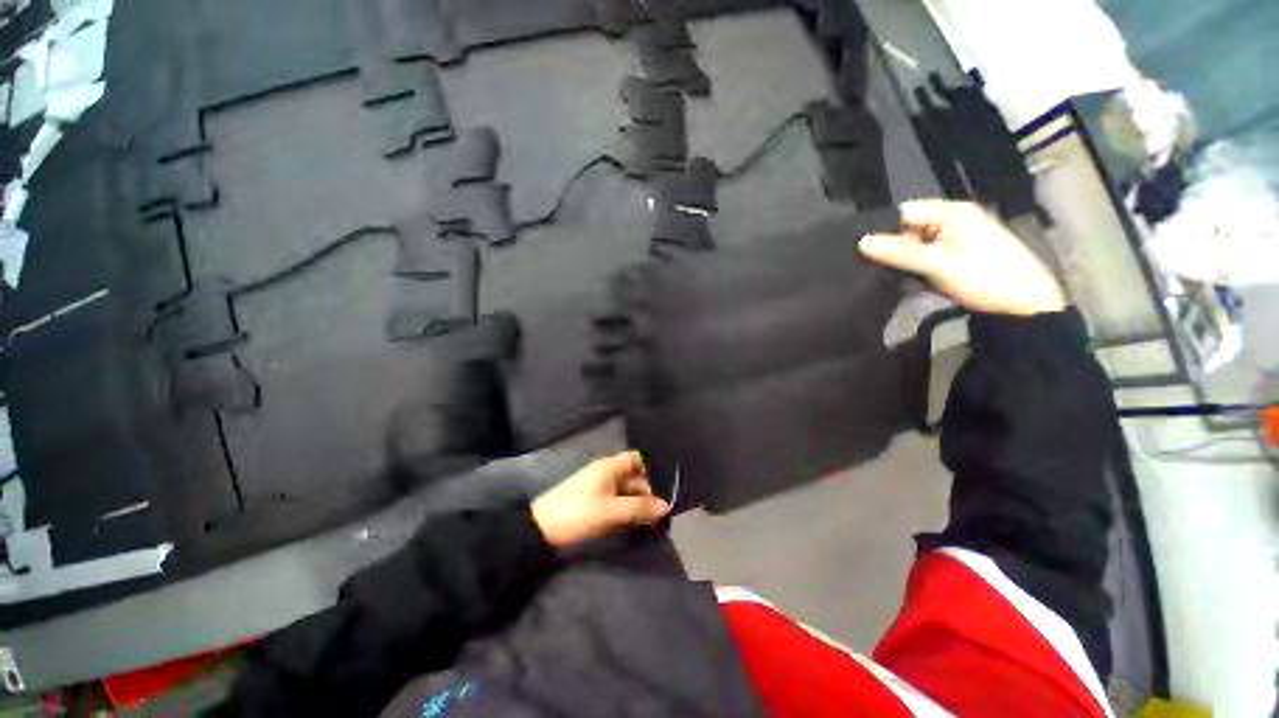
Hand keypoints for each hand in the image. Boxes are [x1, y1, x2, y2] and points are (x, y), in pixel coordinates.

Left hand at [531, 451, 670, 547]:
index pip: (636, 459)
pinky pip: (613, 499)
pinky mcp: (591, 498)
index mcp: (610, 466)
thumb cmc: (579, 513)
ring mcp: (597, 485)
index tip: (657, 491)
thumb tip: (665, 506)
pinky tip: (625, 523)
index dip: (648, 472)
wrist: (541, 527)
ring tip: (643, 521)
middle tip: (654, 515)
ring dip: (634, 503)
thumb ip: (639, 508)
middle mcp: (605, 471)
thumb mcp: (611, 511)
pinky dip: (622, 508)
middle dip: (644, 493)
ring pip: (623, 490)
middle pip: (632, 476)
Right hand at [859, 199, 1066, 315]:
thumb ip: (900, 252)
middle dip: (893, 246)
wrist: (1025, 306)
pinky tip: (905, 279)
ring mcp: (957, 239)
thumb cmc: (985, 278)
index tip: (864, 250)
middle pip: (910, 228)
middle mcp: (954, 221)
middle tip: (872, 266)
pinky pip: (927, 257)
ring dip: (903, 258)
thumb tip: (861, 242)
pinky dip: (915, 266)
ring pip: (917, 245)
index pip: (906, 212)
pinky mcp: (958, 257)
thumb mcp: (938, 264)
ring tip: (885, 274)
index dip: (884, 229)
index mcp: (953, 213)